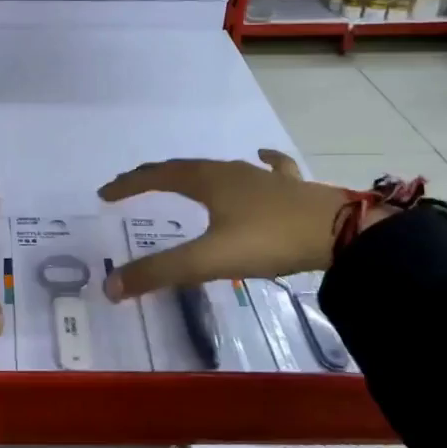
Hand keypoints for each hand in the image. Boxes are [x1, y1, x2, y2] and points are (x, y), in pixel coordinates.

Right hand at [97, 150, 370, 299]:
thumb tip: (110, 288)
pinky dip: (258, 164)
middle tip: (132, 187)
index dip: (128, 184)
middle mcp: (231, 171)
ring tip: (182, 179)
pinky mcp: (290, 187)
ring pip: (220, 168)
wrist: (341, 232)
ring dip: (194, 173)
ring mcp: (263, 176)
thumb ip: (160, 273)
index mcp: (207, 181)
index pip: (156, 176)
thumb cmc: (269, 239)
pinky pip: (269, 169)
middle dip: (154, 176)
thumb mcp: (209, 260)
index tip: (104, 193)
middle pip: (183, 168)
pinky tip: (261, 159)